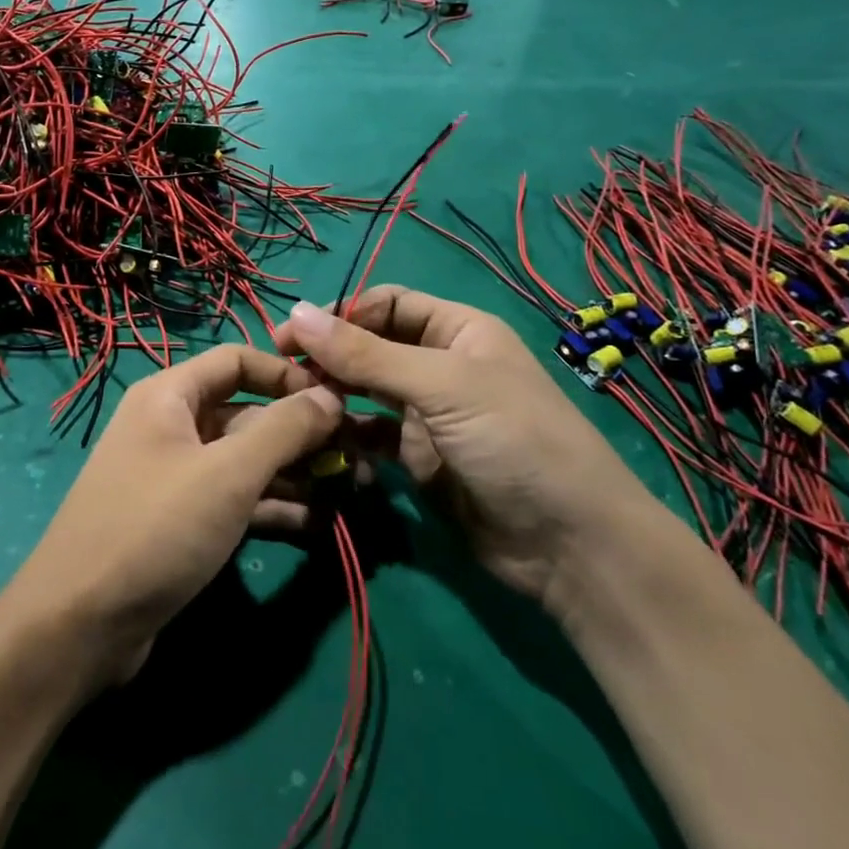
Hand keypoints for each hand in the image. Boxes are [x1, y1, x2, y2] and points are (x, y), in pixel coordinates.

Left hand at [8, 346, 342, 689]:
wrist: (79, 625)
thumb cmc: (155, 528)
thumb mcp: (228, 474)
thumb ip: (285, 428)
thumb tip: (330, 394)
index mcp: (169, 396)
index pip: (237, 360)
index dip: (287, 373)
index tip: (337, 398)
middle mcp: (171, 427)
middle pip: (246, 413)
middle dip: (300, 432)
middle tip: (356, 454)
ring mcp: (175, 477)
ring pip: (245, 460)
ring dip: (295, 472)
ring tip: (350, 489)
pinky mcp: (180, 522)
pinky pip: (235, 500)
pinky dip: (272, 506)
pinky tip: (317, 524)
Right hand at [274, 286, 656, 603]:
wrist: (568, 544)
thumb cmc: (513, 440)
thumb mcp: (442, 386)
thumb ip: (366, 354)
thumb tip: (297, 313)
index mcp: (458, 330)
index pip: (387, 304)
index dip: (342, 313)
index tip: (294, 335)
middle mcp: (441, 366)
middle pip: (371, 346)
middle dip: (329, 355)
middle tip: (280, 371)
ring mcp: (428, 415)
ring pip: (366, 392)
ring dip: (332, 394)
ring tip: (293, 405)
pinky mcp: (418, 459)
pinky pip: (371, 436)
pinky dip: (346, 435)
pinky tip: (319, 440)